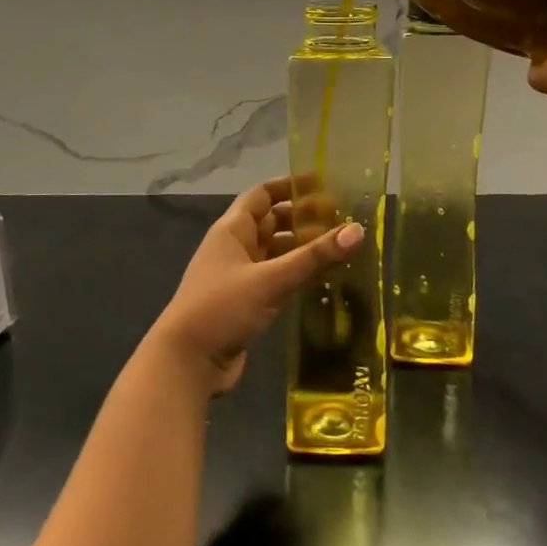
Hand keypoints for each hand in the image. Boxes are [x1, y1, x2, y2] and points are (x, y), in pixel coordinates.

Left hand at [147, 178, 363, 395]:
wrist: (188, 362)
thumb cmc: (222, 308)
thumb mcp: (270, 280)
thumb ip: (313, 257)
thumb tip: (358, 230)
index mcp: (232, 230)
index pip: (262, 195)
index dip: (288, 186)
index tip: (322, 183)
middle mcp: (234, 247)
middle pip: (271, 222)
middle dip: (302, 218)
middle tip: (341, 218)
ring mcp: (239, 276)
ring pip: (274, 252)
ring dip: (301, 248)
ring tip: (339, 247)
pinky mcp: (246, 302)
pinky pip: (275, 277)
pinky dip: (295, 273)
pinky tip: (321, 279)